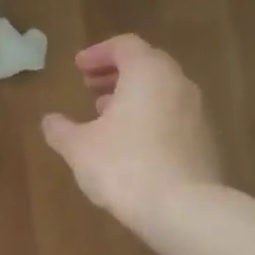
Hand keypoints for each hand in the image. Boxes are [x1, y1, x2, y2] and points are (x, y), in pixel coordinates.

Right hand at [41, 35, 221, 228]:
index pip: (124, 46)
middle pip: (146, 65)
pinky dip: (150, 118)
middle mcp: (178, 83)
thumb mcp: (79, 148)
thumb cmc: (124, 167)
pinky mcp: (205, 140)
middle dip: (116, 74)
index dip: (98, 53)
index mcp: (148, 73)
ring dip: (133, 97)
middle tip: (90, 87)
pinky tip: (131, 144)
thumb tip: (49, 120)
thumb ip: (61, 130)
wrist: (183, 208)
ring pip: (161, 92)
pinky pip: (173, 116)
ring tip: (106, 115)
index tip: (78, 67)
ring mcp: (197, 112)